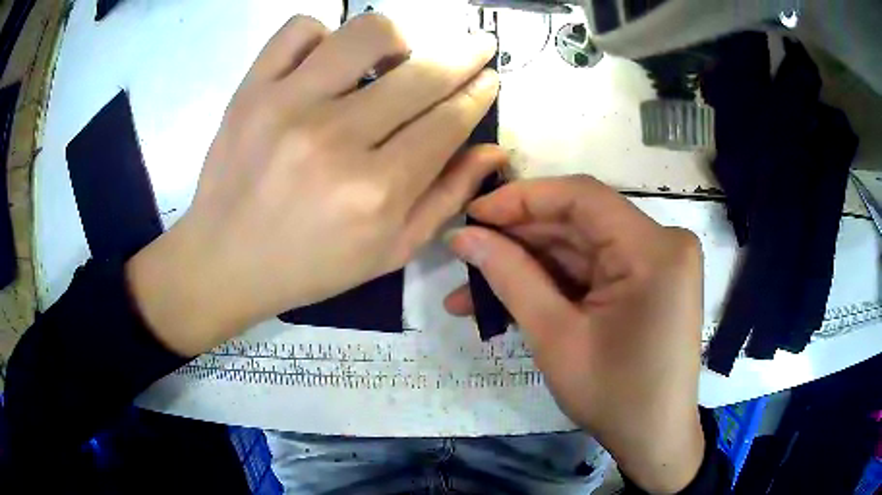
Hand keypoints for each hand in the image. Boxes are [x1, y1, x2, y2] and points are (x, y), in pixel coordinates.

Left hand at [126, 14, 506, 355]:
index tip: (489, 77)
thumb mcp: (390, 253)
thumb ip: (447, 198)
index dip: (479, 92)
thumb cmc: (310, 266)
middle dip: (464, 54)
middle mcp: (336, 140)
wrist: (224, 262)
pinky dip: (323, 34)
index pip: (450, 119)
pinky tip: (327, 62)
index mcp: (377, 191)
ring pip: (366, 33)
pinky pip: (299, 30)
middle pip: (422, 73)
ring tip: (393, 59)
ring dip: (397, 38)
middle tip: (476, 47)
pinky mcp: (250, 90)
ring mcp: (287, 106)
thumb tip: (492, 148)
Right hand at [445, 176, 704, 492]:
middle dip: (518, 239)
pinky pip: (595, 269)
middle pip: (580, 222)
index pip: (582, 196)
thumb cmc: (614, 396)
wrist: (655, 438)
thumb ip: (510, 278)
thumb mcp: (556, 338)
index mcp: (653, 249)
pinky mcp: (649, 280)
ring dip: (529, 266)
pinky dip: (554, 282)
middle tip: (465, 255)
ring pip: (581, 247)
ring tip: (471, 289)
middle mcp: (663, 242)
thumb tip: (463, 236)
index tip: (473, 215)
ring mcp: (658, 261)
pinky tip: (512, 298)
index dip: (522, 199)